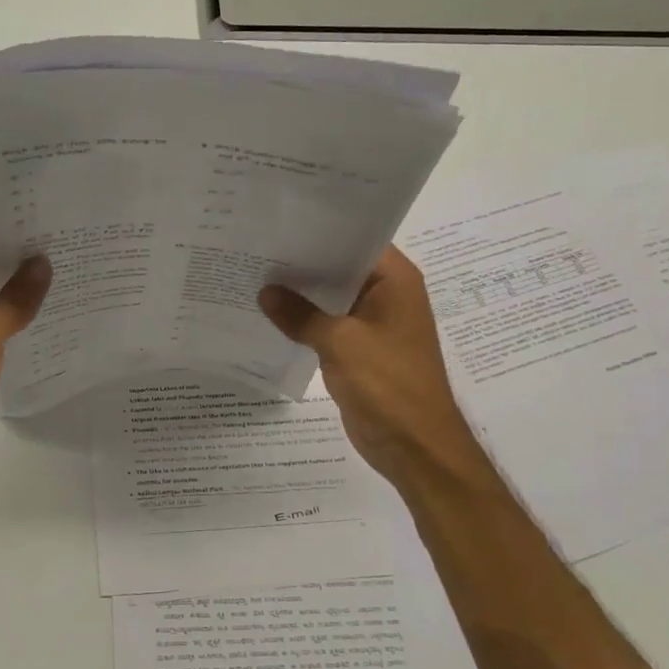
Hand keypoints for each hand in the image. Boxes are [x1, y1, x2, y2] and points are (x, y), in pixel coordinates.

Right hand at [260, 246, 489, 490]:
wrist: (414, 446)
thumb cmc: (388, 385)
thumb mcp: (341, 344)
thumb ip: (300, 315)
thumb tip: (265, 292)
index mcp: (394, 281)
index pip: (356, 239)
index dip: (319, 230)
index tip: (279, 222)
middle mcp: (386, 295)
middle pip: (340, 267)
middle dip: (302, 262)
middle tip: (256, 247)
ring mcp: (373, 324)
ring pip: (331, 298)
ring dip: (300, 294)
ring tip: (254, 275)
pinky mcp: (360, 350)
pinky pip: (328, 325)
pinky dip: (304, 321)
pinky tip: (269, 315)